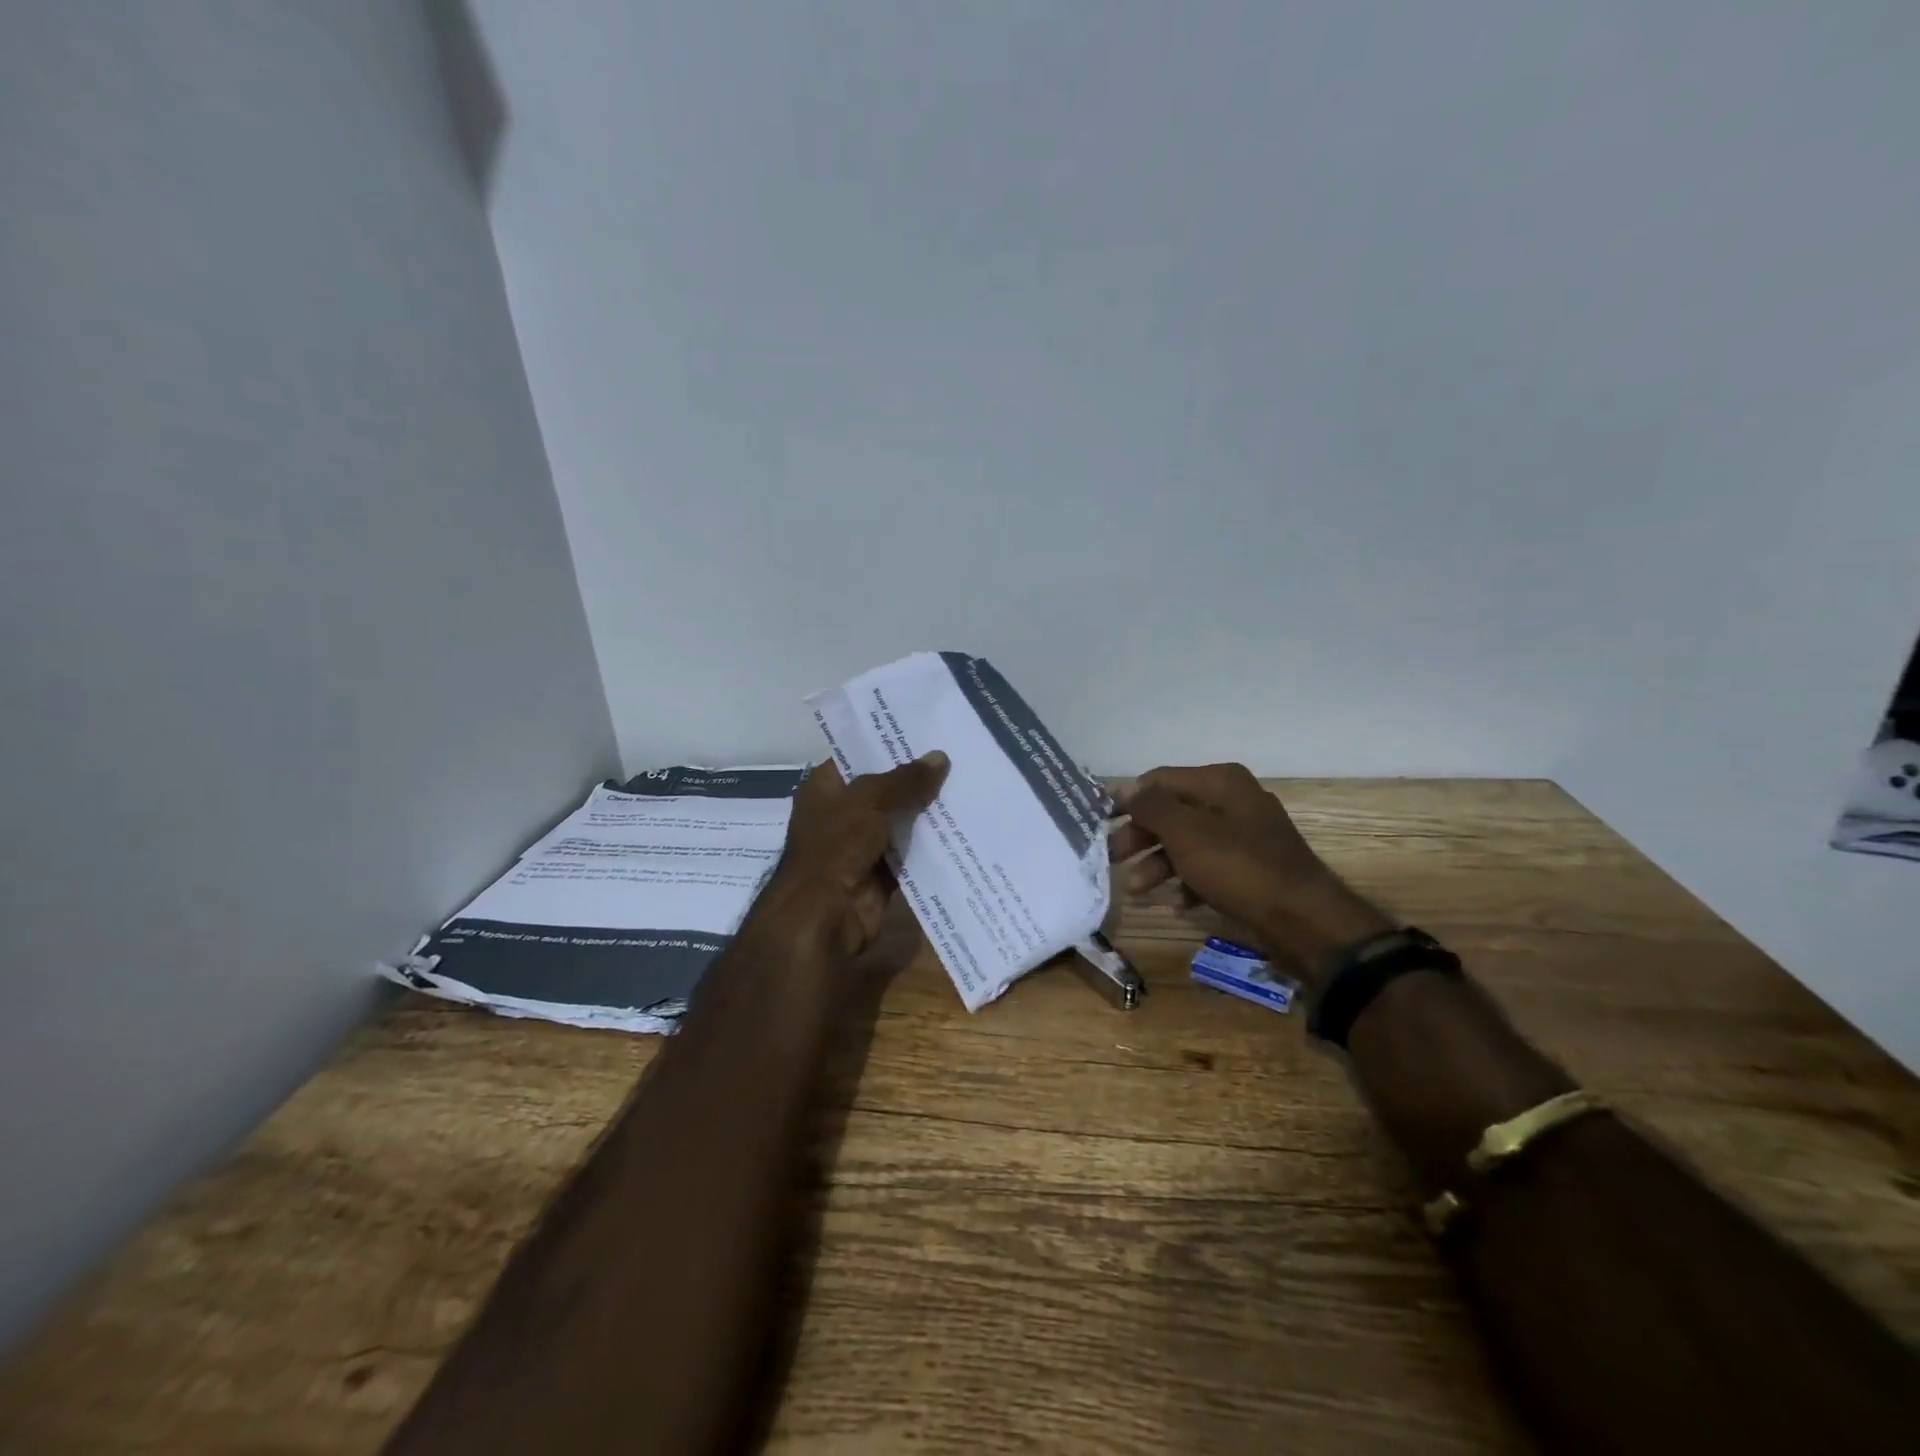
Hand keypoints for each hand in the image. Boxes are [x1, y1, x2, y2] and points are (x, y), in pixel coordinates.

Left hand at [747, 753, 948, 961]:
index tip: (927, 732)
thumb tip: (940, 757)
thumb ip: (906, 780)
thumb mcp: (870, 801)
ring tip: (967, 786)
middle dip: (916, 778)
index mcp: (825, 787)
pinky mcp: (880, 874)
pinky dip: (930, 845)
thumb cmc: (835, 846)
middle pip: (884, 789)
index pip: (858, 755)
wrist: (823, 916)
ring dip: (927, 812)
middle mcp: (841, 813)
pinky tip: (961, 827)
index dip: (889, 744)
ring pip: (899, 822)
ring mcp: (860, 845)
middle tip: (958, 757)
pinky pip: (910, 854)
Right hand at [1109, 764, 1392, 989]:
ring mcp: (1245, 835)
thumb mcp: (1186, 833)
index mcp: (1220, 782)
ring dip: (1158, 864)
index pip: (1159, 780)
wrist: (1304, 920)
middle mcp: (1233, 800)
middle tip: (1113, 859)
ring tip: (1138, 891)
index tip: (1100, 824)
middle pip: (1172, 811)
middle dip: (1140, 836)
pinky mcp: (1251, 868)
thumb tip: (1124, 788)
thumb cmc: (1238, 868)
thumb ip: (1151, 807)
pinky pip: (1208, 867)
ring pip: (1187, 842)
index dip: (1128, 800)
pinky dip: (1188, 881)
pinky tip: (1178, 903)